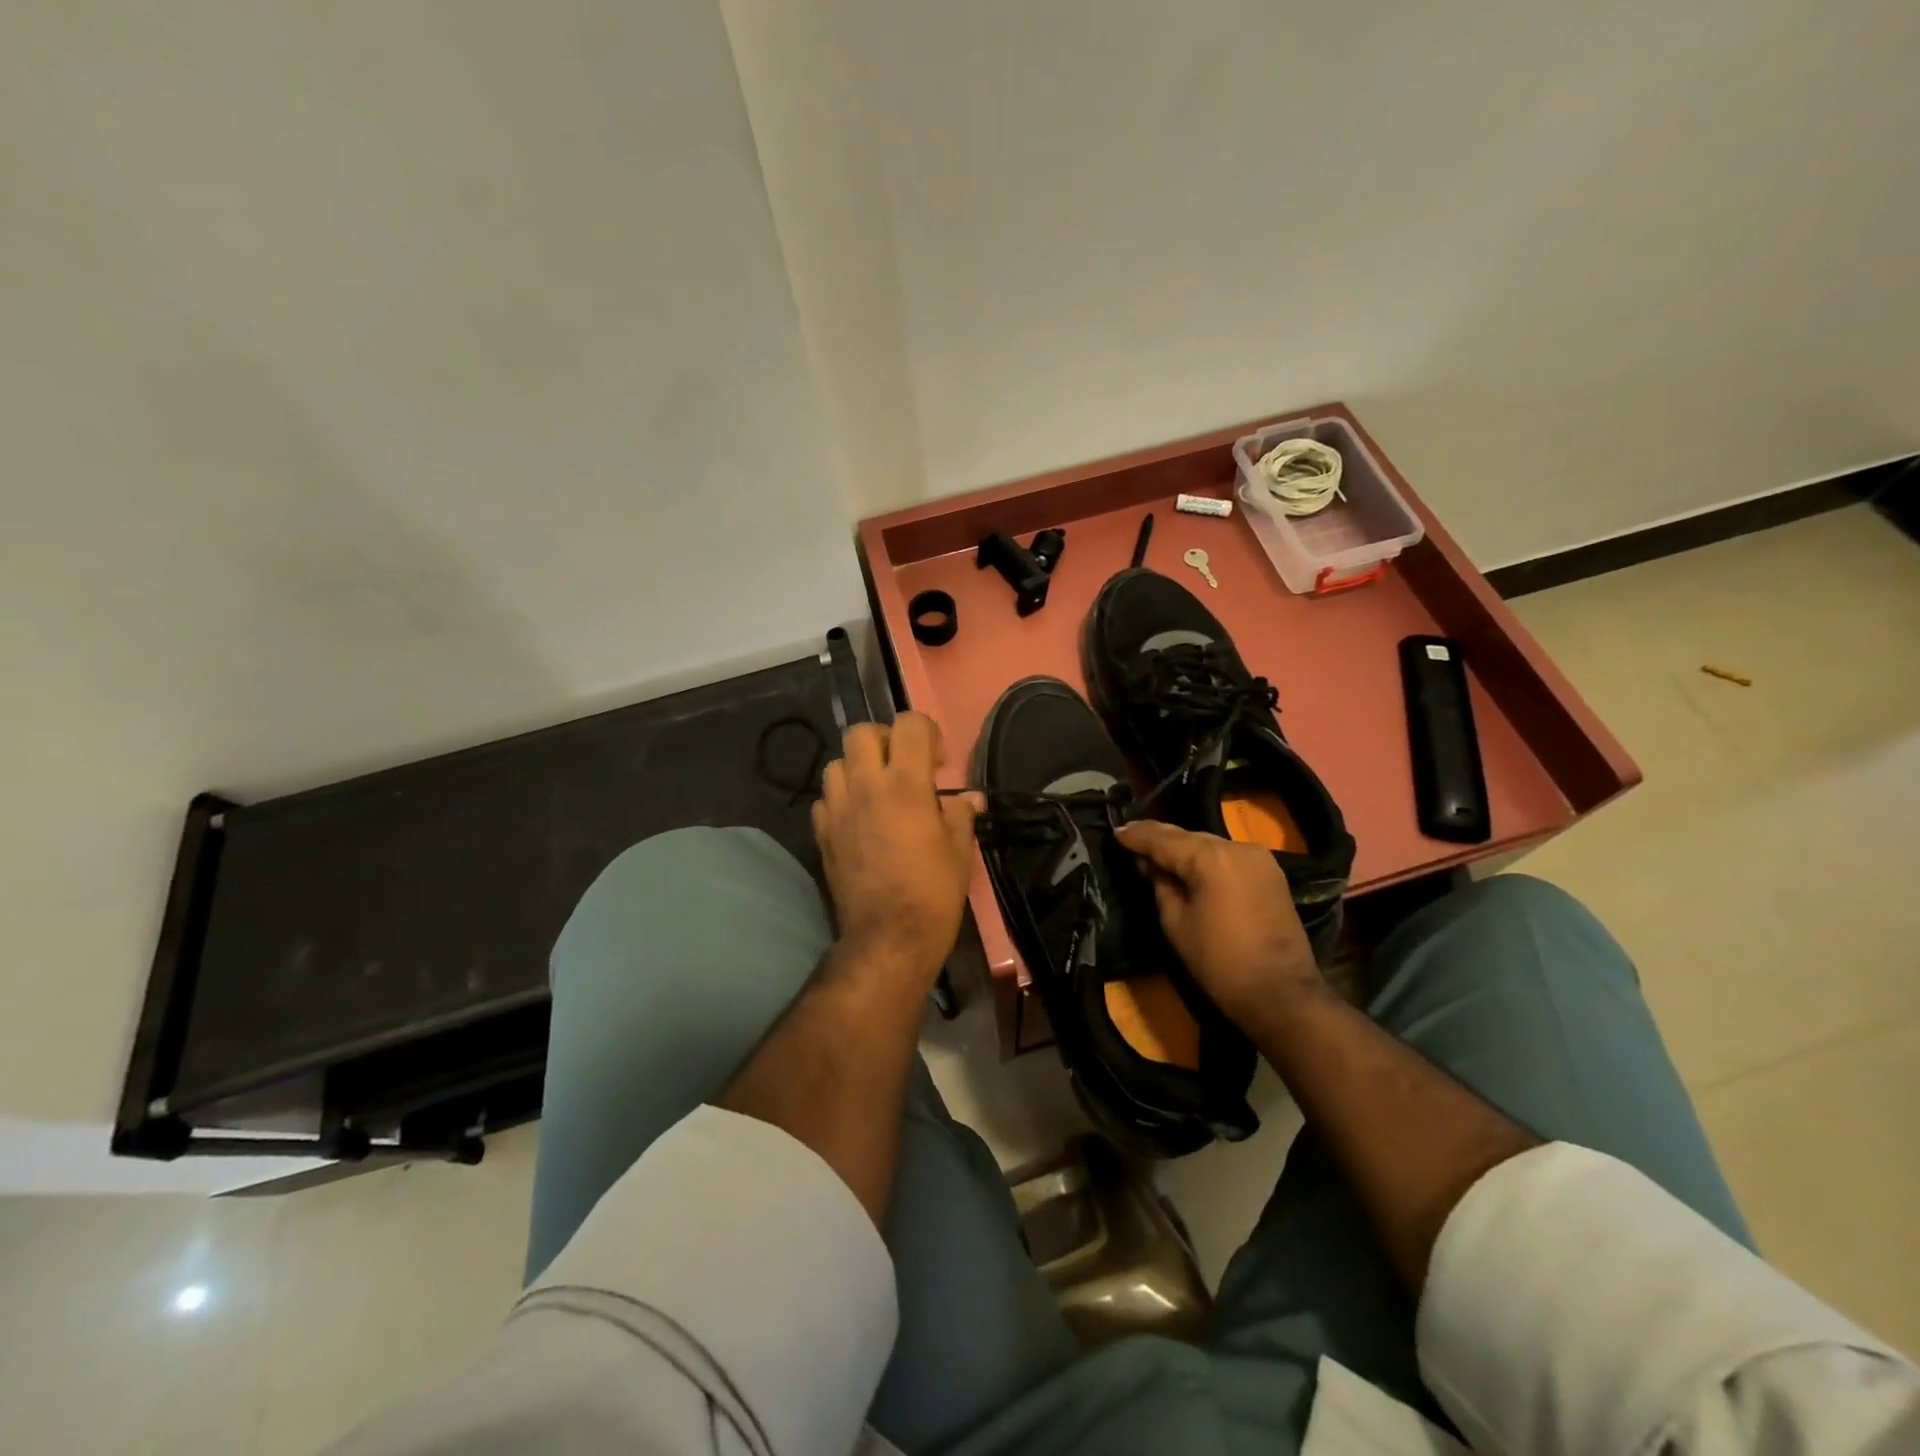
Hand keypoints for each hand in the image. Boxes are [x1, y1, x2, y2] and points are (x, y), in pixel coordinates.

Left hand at [813, 713, 978, 981]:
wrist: (889, 936)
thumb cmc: (933, 892)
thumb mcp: (959, 850)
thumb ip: (961, 814)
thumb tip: (970, 798)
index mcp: (905, 784)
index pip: (909, 725)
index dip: (926, 732)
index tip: (937, 763)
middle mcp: (866, 786)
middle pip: (861, 732)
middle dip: (884, 740)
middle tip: (902, 766)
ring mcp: (838, 809)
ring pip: (836, 763)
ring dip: (858, 768)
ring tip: (877, 792)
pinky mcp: (821, 833)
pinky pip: (825, 799)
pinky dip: (841, 799)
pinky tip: (858, 819)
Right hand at [1115, 819, 1322, 1031]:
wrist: (1282, 995)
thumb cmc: (1220, 963)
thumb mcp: (1176, 924)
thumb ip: (1160, 885)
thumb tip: (1150, 864)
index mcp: (1211, 858)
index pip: (1164, 839)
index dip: (1137, 836)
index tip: (1115, 832)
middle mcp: (1237, 847)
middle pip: (1188, 836)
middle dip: (1159, 839)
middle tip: (1130, 839)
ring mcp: (1259, 858)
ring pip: (1209, 844)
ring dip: (1182, 848)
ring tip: (1154, 852)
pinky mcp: (1271, 873)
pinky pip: (1228, 856)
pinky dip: (1205, 858)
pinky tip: (1188, 865)